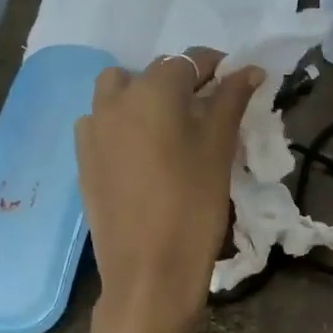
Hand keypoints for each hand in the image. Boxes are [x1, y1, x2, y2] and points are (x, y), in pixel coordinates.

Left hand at [77, 49, 262, 332]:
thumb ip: (230, 101)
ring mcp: (93, 130)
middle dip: (181, 81)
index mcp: (152, 91)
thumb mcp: (218, 149)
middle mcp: (115, 101)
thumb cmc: (193, 205)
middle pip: (153, 73)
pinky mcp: (83, 159)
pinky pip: (102, 123)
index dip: (216, 66)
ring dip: (144, 96)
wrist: (148, 272)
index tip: (236, 80)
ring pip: (118, 92)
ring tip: (170, 126)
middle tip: (208, 107)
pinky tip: (142, 152)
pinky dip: (122, 123)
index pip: (188, 60)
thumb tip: (249, 70)